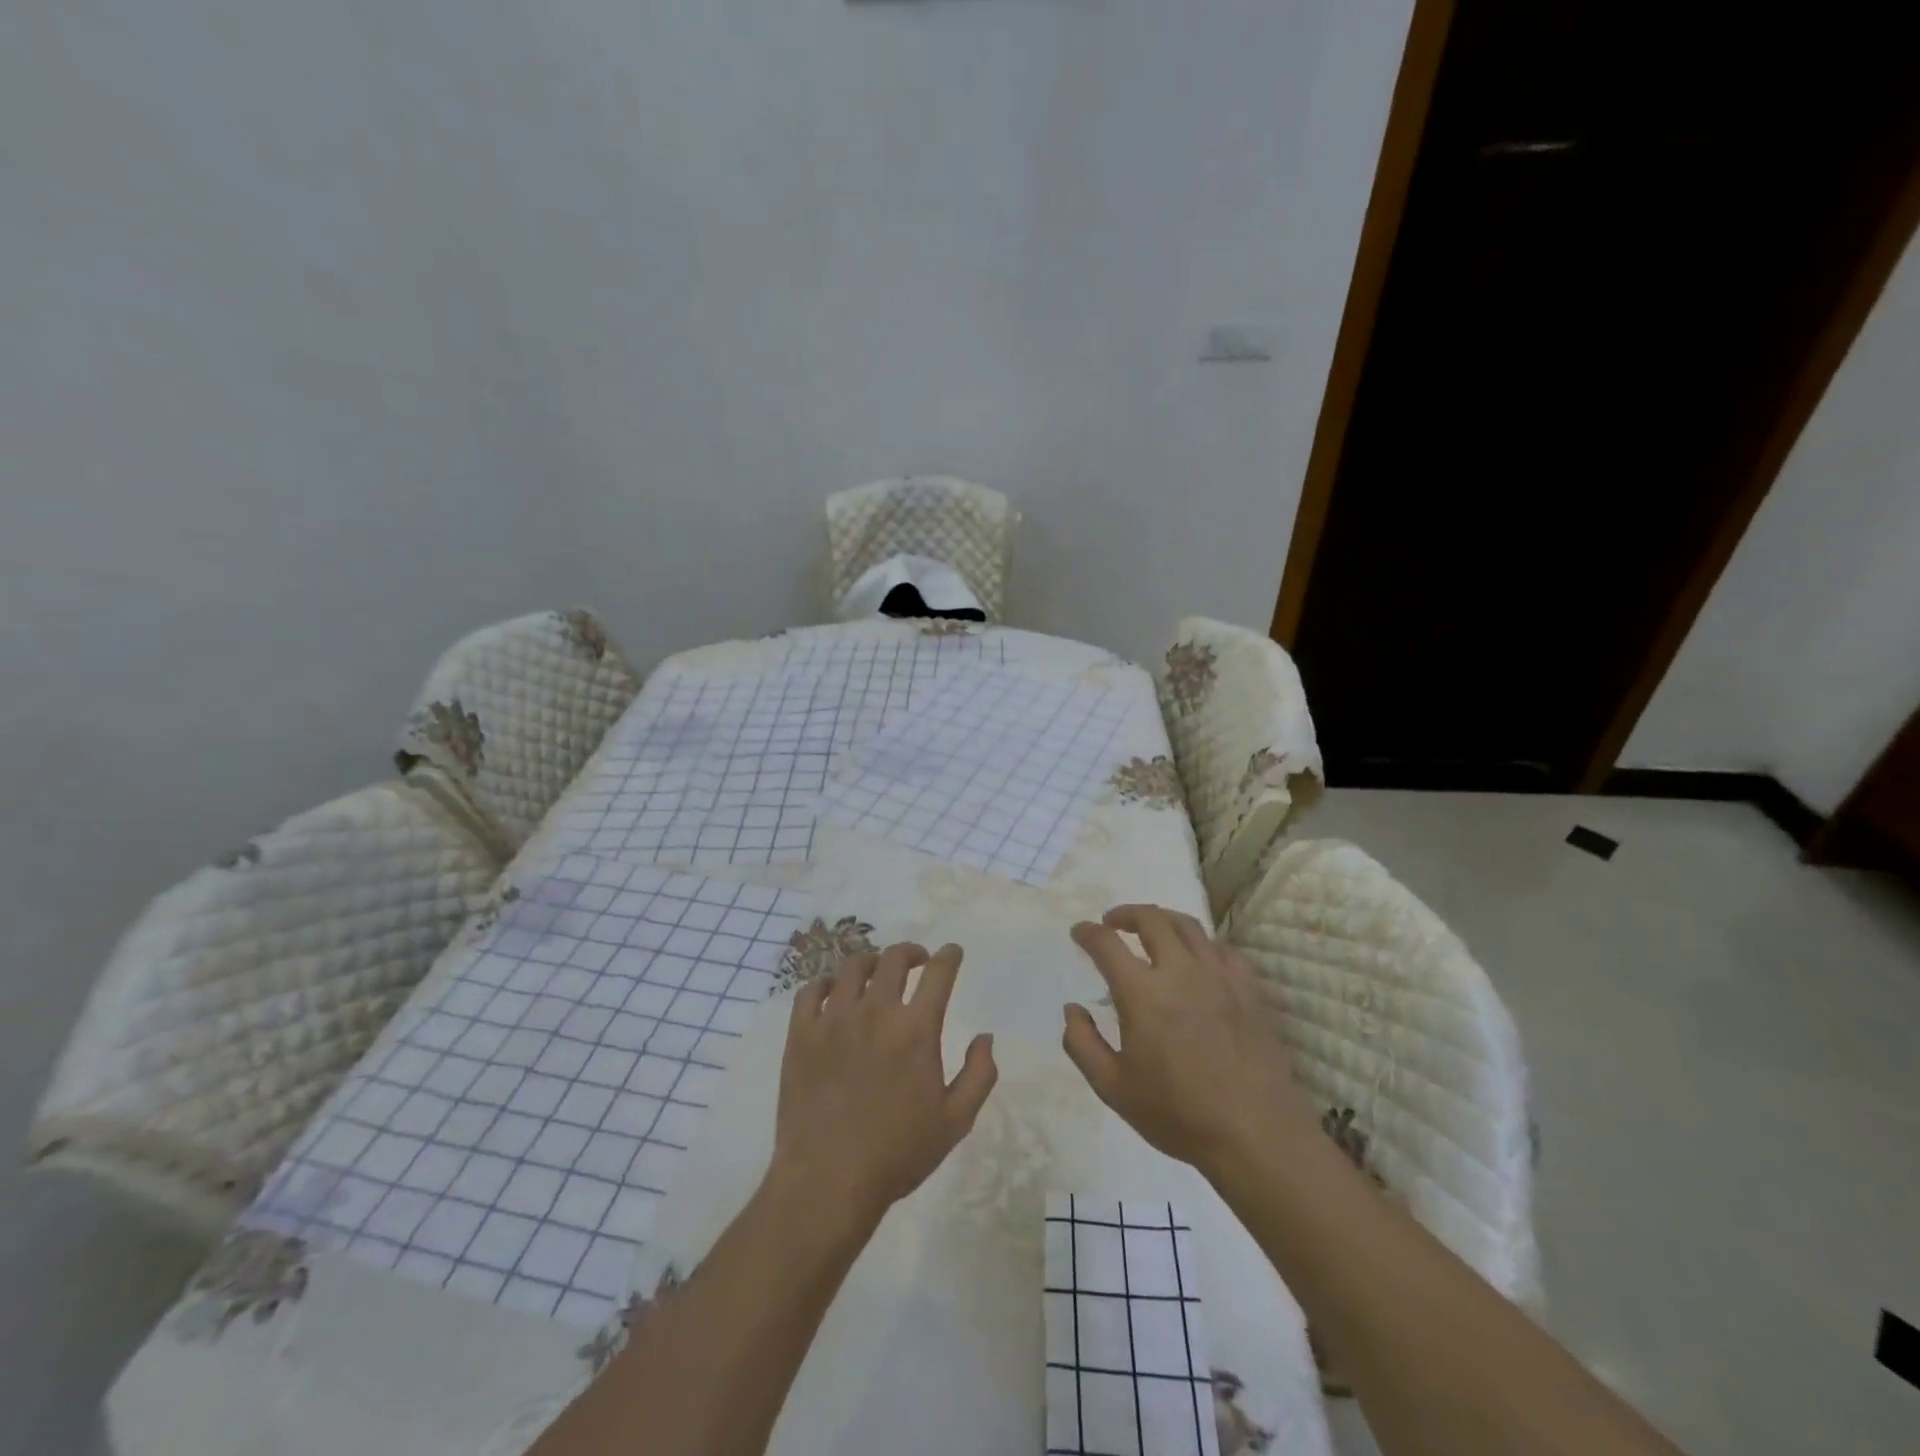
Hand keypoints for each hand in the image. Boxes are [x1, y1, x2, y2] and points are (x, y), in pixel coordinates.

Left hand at [771, 942, 998, 1227]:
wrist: (828, 1181)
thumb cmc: (897, 1153)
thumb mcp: (955, 1122)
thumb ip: (979, 1074)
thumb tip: (986, 1037)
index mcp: (916, 1030)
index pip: (938, 973)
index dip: (949, 956)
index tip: (952, 952)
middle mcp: (876, 1012)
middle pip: (894, 959)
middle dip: (911, 952)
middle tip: (916, 961)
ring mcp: (834, 1019)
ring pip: (852, 967)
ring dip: (871, 962)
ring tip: (876, 973)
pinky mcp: (801, 1034)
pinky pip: (812, 990)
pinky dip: (826, 984)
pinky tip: (834, 993)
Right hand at [1063, 905, 1315, 1177]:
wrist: (1256, 1135)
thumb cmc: (1177, 1114)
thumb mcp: (1112, 1088)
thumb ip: (1082, 1044)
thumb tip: (1072, 1010)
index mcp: (1141, 992)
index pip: (1106, 943)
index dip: (1088, 932)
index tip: (1079, 932)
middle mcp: (1180, 971)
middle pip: (1151, 919)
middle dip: (1126, 914)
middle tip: (1113, 922)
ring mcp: (1219, 976)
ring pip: (1188, 925)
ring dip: (1162, 919)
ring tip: (1152, 929)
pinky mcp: (1248, 989)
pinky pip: (1222, 949)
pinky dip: (1201, 944)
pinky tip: (1197, 958)